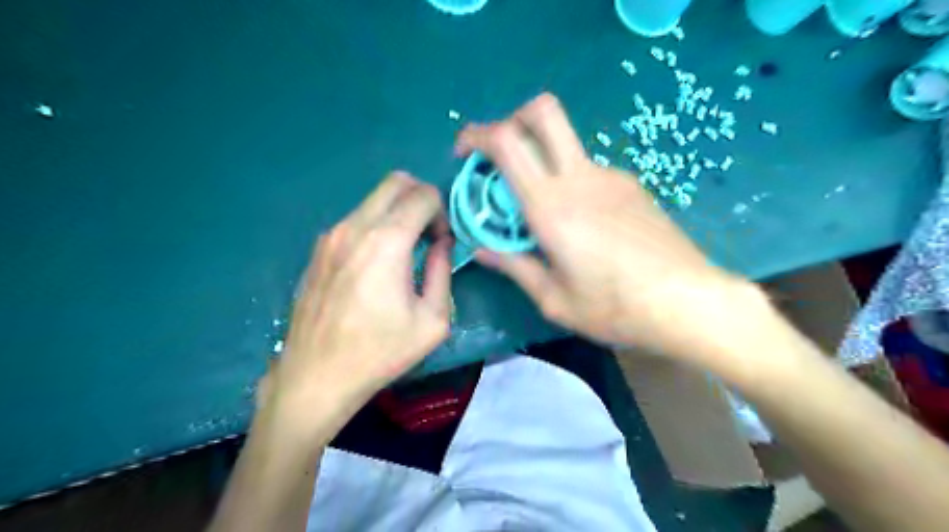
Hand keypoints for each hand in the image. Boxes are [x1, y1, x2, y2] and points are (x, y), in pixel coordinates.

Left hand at [257, 172, 451, 430]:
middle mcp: (355, 227)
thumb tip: (443, 243)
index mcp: (387, 242)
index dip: (442, 212)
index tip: (442, 241)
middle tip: (428, 233)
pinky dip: (376, 225)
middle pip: (396, 182)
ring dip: (397, 212)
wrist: (316, 377)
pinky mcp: (318, 249)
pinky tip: (377, 264)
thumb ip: (443, 271)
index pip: (423, 195)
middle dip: (421, 198)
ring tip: (404, 251)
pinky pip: (356, 219)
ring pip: (373, 199)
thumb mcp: (432, 320)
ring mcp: (331, 235)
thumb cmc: (380, 352)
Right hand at [457, 92, 752, 365]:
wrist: (690, 302)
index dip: (477, 135)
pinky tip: (580, 224)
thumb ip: (514, 266)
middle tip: (501, 156)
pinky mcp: (631, 184)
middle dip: (512, 120)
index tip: (465, 153)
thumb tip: (482, 250)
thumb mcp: (554, 298)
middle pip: (543, 111)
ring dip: (540, 160)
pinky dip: (569, 182)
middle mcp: (580, 178)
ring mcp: (610, 176)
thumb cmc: (615, 308)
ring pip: (564, 144)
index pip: (507, 143)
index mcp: (552, 206)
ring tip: (542, 212)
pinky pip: (587, 170)